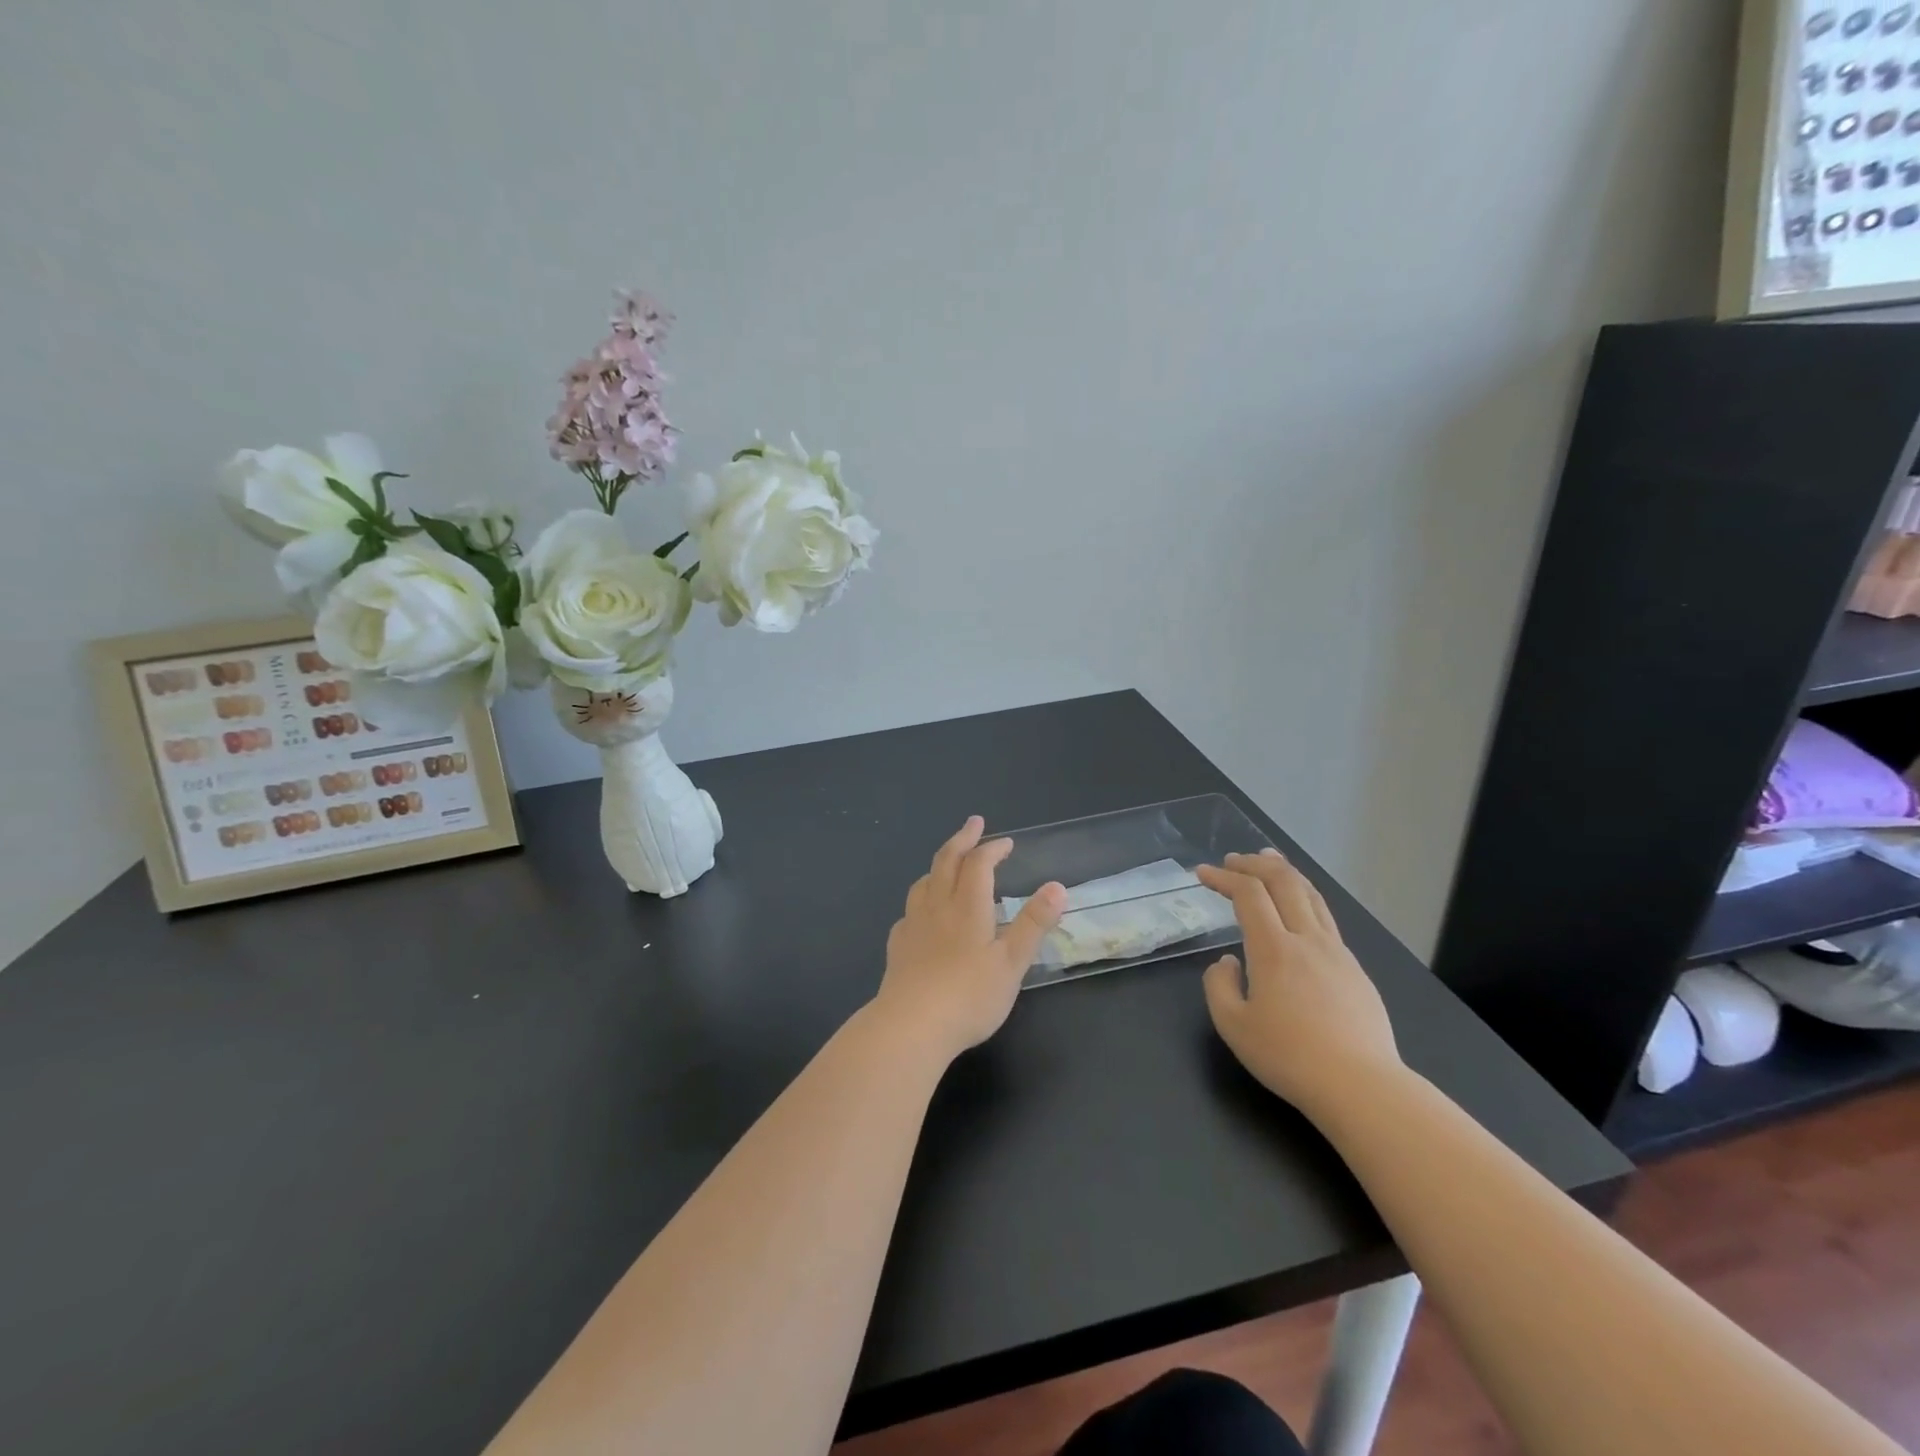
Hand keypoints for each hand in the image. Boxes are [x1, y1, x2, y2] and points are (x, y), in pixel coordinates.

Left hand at [874, 817, 1065, 1060]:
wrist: (911, 1027)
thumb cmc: (969, 996)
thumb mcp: (1012, 962)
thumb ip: (1033, 923)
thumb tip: (1057, 886)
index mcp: (967, 907)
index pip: (979, 864)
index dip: (993, 848)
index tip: (1006, 842)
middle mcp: (937, 906)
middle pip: (946, 860)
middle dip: (962, 838)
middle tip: (973, 823)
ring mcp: (912, 925)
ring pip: (923, 882)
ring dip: (939, 865)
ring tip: (948, 863)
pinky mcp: (898, 947)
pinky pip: (909, 910)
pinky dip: (921, 899)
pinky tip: (923, 914)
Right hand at [1198, 850, 1400, 1118]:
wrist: (1361, 1087)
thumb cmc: (1289, 1057)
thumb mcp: (1233, 1026)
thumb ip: (1219, 985)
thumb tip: (1228, 962)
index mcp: (1274, 949)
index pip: (1248, 894)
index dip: (1223, 877)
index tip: (1203, 874)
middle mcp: (1307, 940)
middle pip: (1284, 881)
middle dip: (1255, 863)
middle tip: (1233, 861)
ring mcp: (1337, 953)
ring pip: (1312, 896)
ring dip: (1286, 874)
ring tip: (1269, 863)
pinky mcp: (1356, 971)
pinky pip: (1326, 920)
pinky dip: (1304, 900)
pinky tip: (1298, 914)